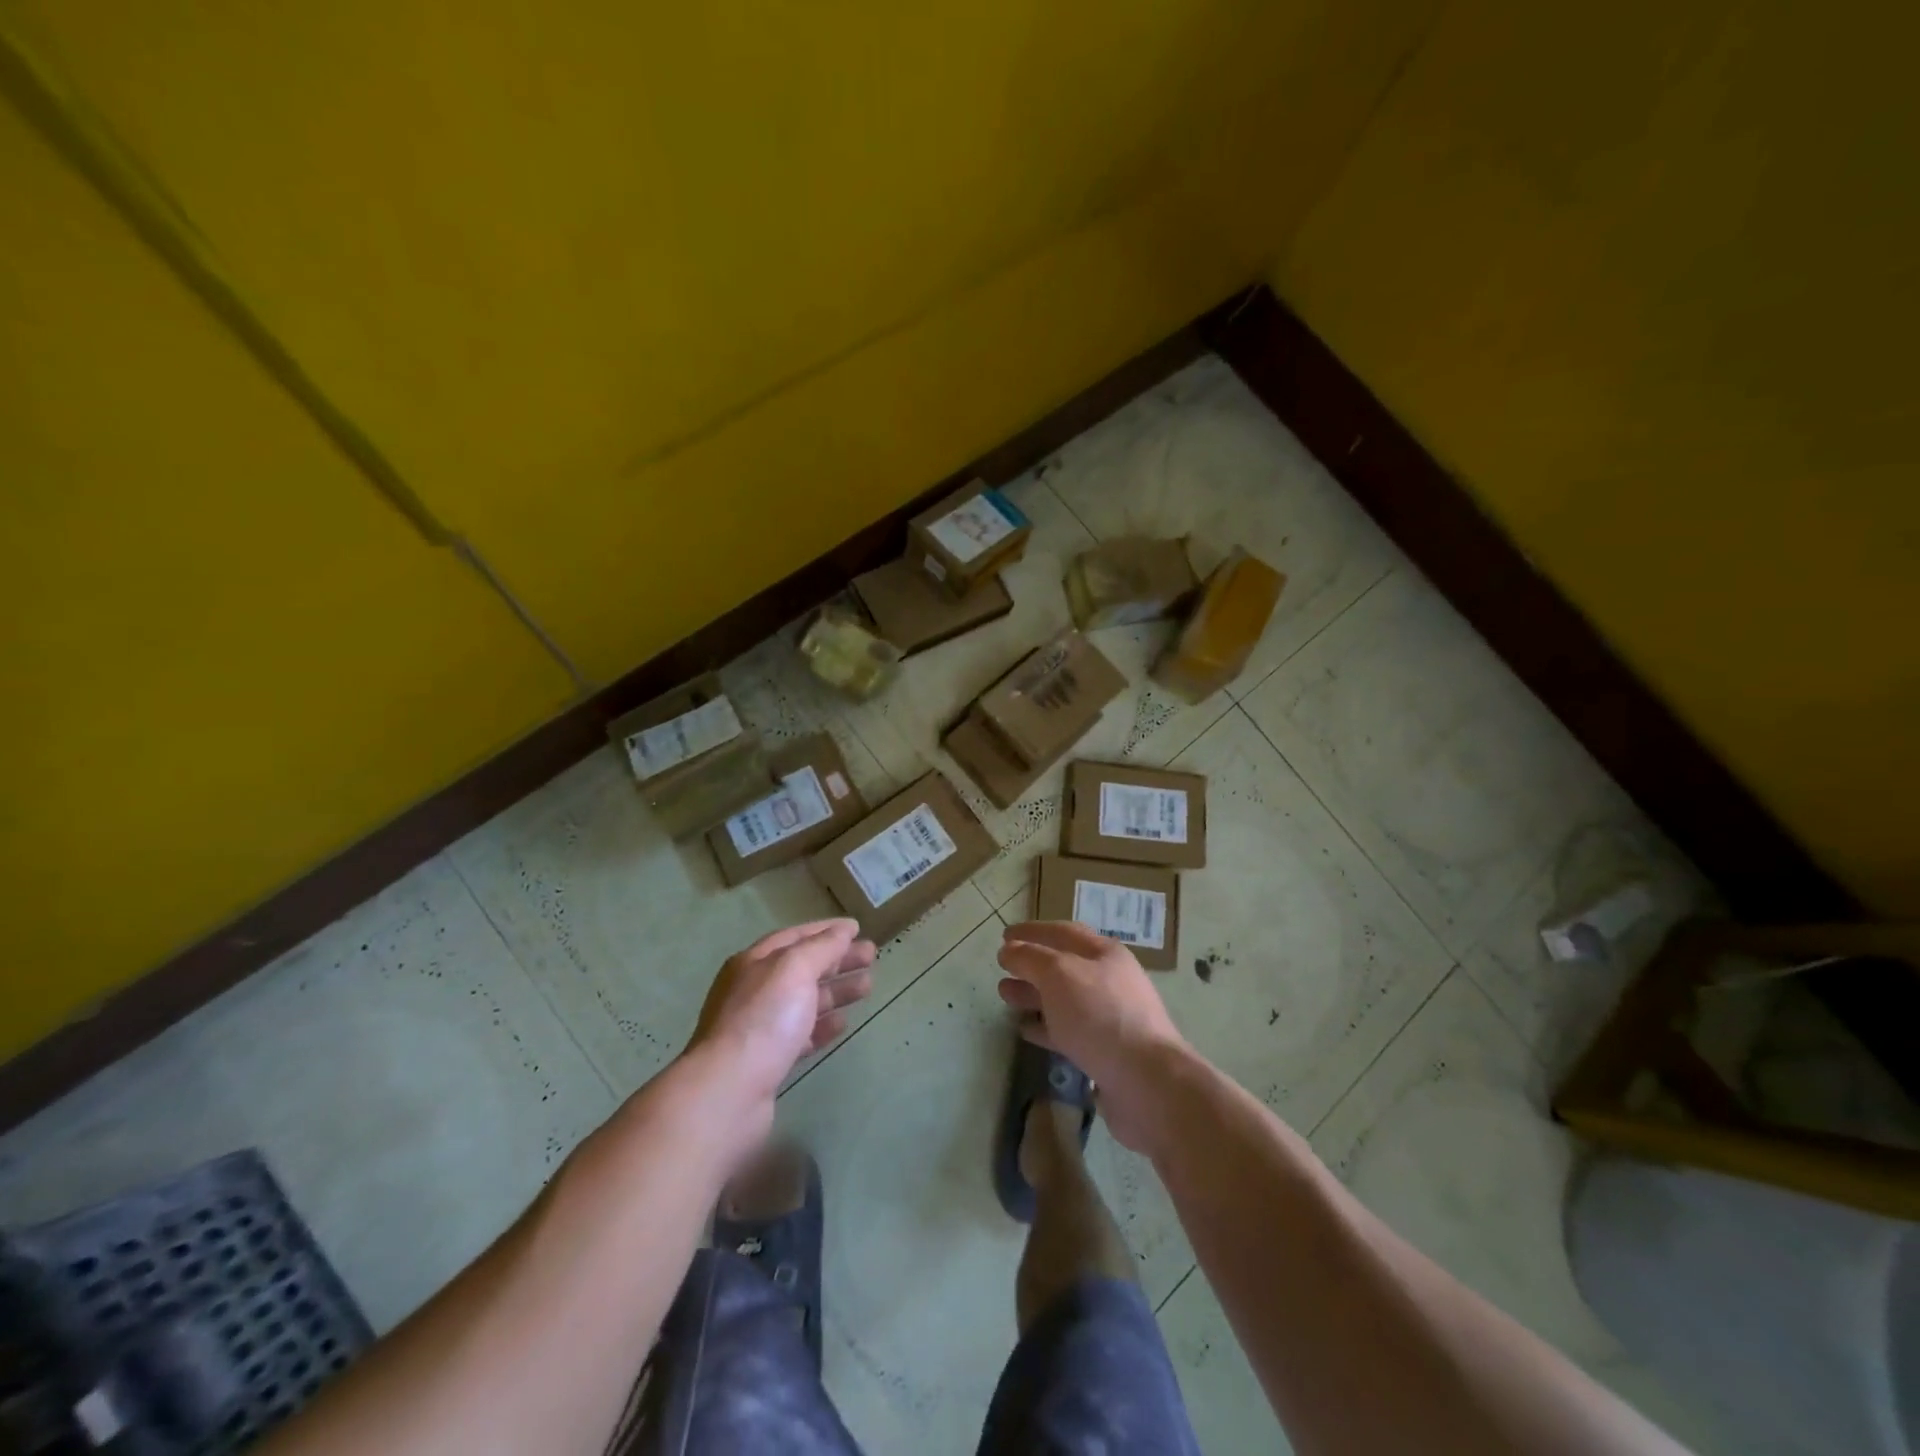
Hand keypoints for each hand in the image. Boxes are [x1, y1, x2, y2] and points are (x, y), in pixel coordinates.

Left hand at [688, 919, 876, 1106]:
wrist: (729, 1091)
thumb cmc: (764, 1018)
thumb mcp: (794, 968)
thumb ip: (822, 946)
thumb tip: (843, 930)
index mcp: (754, 962)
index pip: (795, 936)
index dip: (827, 930)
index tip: (858, 928)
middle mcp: (754, 990)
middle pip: (802, 967)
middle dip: (837, 959)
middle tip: (872, 956)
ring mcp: (760, 1026)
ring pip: (805, 1000)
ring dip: (836, 990)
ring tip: (868, 986)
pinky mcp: (768, 1060)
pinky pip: (801, 1034)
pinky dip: (823, 1025)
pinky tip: (843, 1023)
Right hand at [997, 920, 1190, 1151]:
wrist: (1146, 1082)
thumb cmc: (1100, 1015)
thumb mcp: (1059, 974)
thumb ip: (1030, 957)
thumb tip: (1009, 949)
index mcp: (1105, 954)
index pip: (1063, 932)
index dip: (1032, 931)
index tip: (1004, 935)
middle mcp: (1110, 981)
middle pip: (1064, 966)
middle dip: (1031, 964)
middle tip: (1002, 968)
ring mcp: (1109, 1017)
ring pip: (1064, 999)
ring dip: (1034, 995)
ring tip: (1005, 996)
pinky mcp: (1105, 1052)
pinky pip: (1069, 1031)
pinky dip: (1045, 1027)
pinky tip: (1025, 1030)